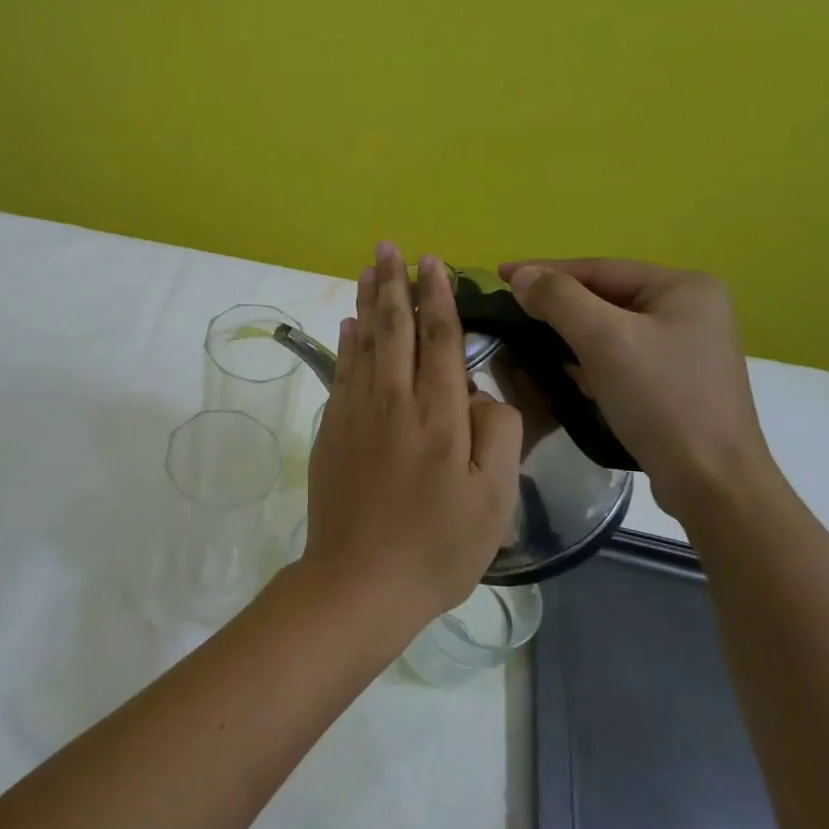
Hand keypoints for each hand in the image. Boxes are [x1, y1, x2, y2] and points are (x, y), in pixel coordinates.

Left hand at [304, 244, 522, 631]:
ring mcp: (355, 413)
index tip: (433, 262)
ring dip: (368, 303)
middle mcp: (392, 401)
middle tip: (389, 248)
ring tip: (370, 271)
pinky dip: (345, 343)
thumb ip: (497, 434)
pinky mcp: (331, 430)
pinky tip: (348, 325)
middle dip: (395, 285)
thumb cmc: (437, 547)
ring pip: (363, 343)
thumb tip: (478, 391)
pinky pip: (341, 371)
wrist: (358, 581)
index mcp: (438, 415)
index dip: (438, 297)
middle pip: (394, 329)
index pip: (438, 339)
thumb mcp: (494, 500)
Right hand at [499, 259, 776, 521]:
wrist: (711, 482)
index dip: (545, 271)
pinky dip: (587, 358)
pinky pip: (619, 355)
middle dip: (556, 305)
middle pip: (605, 296)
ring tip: (524, 337)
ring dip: (568, 333)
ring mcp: (684, 347)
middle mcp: (690, 309)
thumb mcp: (604, 340)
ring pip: (609, 328)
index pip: (600, 268)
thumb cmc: (661, 400)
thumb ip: (559, 299)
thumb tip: (521, 276)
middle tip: (507, 310)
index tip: (499, 275)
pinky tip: (561, 370)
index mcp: (685, 287)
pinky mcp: (674, 380)